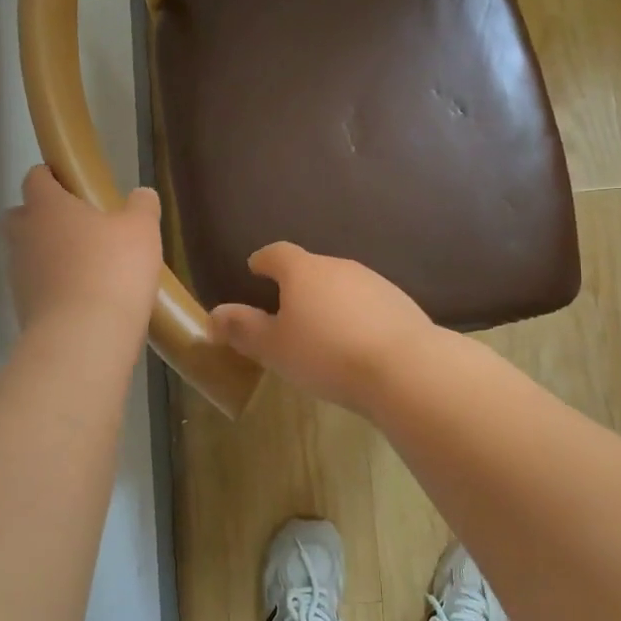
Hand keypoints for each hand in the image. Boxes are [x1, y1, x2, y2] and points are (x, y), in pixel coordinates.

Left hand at [3, 165, 160, 333]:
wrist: (83, 339)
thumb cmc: (112, 270)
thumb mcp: (141, 230)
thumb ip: (141, 206)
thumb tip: (141, 194)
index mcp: (47, 207)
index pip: (36, 178)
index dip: (52, 176)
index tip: (75, 183)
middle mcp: (24, 236)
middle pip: (22, 215)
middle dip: (44, 217)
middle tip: (80, 226)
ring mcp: (19, 275)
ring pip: (28, 254)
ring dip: (51, 256)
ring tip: (89, 267)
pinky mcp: (23, 309)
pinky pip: (38, 287)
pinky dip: (55, 288)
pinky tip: (86, 298)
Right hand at [210, 243, 435, 411]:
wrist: (405, 367)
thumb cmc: (327, 354)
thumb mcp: (275, 348)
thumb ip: (244, 329)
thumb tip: (215, 315)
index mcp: (303, 271)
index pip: (277, 253)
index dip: (263, 260)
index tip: (255, 269)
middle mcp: (339, 266)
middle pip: (311, 267)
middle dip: (296, 284)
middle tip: (285, 310)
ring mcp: (374, 281)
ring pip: (341, 285)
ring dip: (328, 300)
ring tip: (322, 330)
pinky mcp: (400, 302)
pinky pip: (367, 303)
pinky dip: (355, 315)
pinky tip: (356, 342)